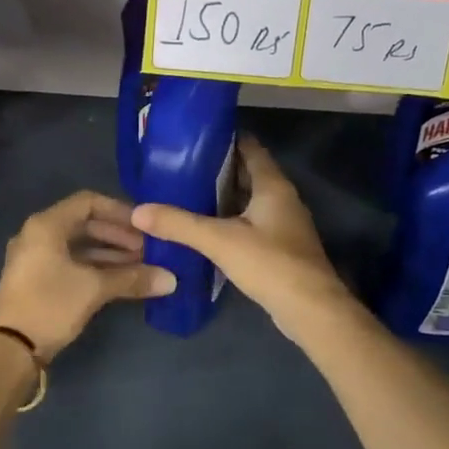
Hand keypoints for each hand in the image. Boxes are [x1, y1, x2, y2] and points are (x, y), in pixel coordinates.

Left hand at [0, 191, 175, 359]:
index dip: (119, 211)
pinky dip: (95, 267)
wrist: (9, 349)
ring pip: (78, 246)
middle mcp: (37, 234)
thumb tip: (171, 279)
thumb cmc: (50, 305)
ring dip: (109, 253)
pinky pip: (70, 262)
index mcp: (46, 225)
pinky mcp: (37, 279)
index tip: (144, 226)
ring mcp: (35, 257)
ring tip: (141, 265)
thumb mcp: (94, 289)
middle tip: (147, 249)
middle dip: (118, 235)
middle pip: (84, 223)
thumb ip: (132, 278)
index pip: (89, 202)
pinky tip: (120, 280)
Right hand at [130, 135, 352, 332]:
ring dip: (222, 197)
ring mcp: (283, 224)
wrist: (311, 310)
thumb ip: (179, 224)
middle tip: (179, 167)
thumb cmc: (270, 264)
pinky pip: (250, 224)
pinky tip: (206, 229)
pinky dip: (229, 221)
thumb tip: (138, 211)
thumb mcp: (219, 241)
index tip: (192, 138)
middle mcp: (282, 199)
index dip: (224, 139)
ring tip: (185, 195)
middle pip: (247, 174)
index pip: (249, 148)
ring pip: (248, 201)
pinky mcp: (280, 248)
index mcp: (273, 185)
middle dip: (216, 169)